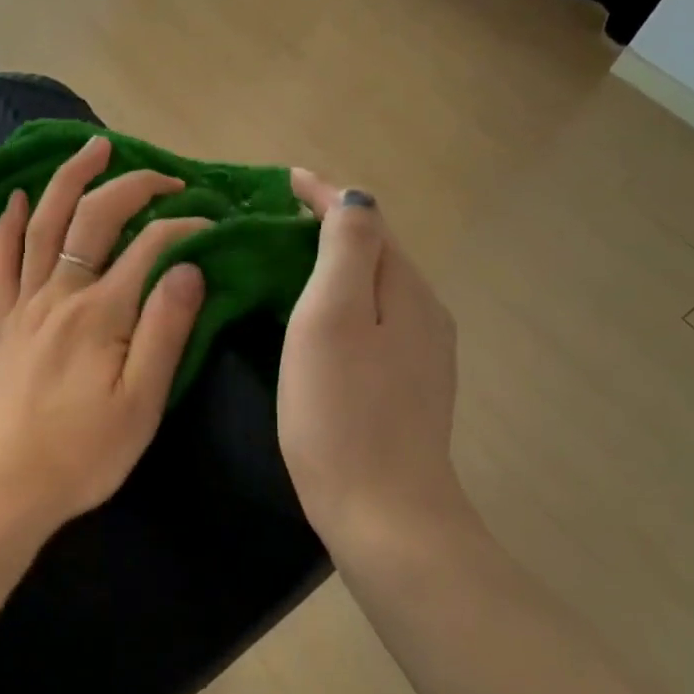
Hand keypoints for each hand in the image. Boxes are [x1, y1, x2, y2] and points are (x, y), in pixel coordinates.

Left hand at [0, 135, 208, 548]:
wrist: (3, 486)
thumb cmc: (82, 454)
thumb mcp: (142, 403)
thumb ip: (165, 330)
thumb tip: (188, 267)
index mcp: (101, 312)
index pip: (150, 246)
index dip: (185, 226)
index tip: (213, 226)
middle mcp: (59, 294)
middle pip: (95, 218)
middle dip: (134, 186)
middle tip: (167, 177)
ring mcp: (23, 305)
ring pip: (44, 224)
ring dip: (68, 180)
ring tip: (92, 148)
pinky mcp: (0, 323)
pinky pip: (1, 262)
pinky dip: (9, 225)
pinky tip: (16, 200)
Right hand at [279, 170, 465, 561]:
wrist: (383, 512)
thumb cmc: (341, 412)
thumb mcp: (331, 317)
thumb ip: (346, 250)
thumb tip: (354, 200)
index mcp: (404, 289)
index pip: (366, 220)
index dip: (324, 195)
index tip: (281, 182)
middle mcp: (422, 313)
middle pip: (374, 252)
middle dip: (328, 227)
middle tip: (271, 223)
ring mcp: (420, 355)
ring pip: (373, 289)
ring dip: (334, 266)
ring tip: (284, 264)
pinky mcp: (406, 388)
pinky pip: (372, 323)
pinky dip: (341, 304)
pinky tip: (314, 322)